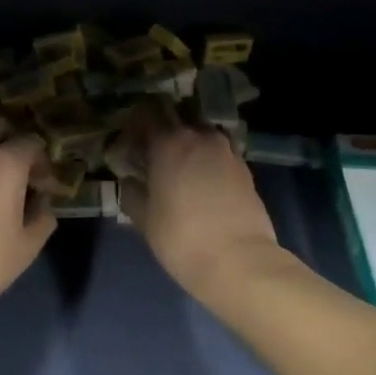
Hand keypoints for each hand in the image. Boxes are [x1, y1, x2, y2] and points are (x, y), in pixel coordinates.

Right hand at [120, 107, 278, 297]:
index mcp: (169, 142)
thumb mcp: (144, 219)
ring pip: (201, 134)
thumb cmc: (181, 238)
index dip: (136, 123)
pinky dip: (208, 159)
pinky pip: (219, 152)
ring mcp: (226, 150)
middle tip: (153, 154)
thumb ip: (132, 192)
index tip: (130, 139)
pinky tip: (203, 182)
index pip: (147, 114)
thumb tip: (130, 180)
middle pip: (177, 119)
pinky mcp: (245, 167)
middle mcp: (199, 137)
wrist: (239, 260)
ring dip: (189, 144)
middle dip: (163, 131)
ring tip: (180, 168)